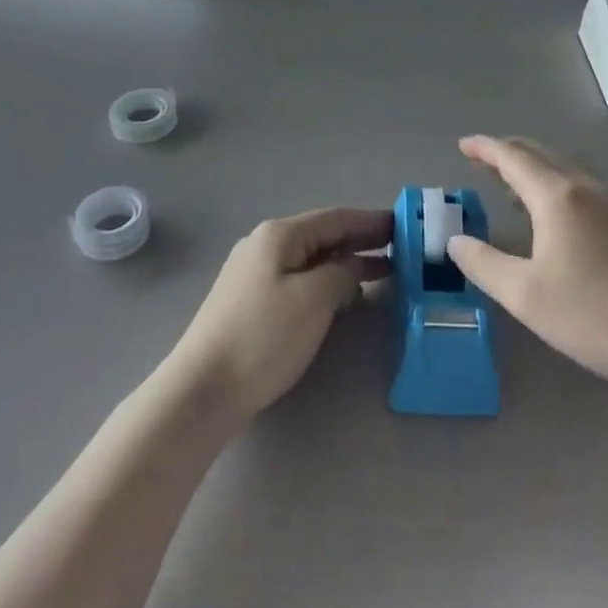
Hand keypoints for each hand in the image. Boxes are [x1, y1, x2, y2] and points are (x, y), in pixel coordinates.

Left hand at [165, 207, 391, 427]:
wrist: (203, 389)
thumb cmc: (263, 338)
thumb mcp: (313, 300)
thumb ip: (341, 273)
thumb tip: (351, 266)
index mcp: (279, 235)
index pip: (335, 218)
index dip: (371, 221)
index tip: (404, 226)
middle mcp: (265, 244)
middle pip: (322, 235)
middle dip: (361, 240)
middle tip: (401, 250)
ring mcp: (254, 272)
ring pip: (311, 258)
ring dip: (345, 262)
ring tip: (383, 273)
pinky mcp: (250, 300)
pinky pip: (298, 278)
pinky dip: (326, 281)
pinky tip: (343, 296)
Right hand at [447, 136, 607, 401]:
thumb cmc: (592, 315)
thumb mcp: (524, 295)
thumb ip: (484, 263)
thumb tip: (455, 241)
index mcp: (557, 197)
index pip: (513, 158)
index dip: (485, 148)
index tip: (463, 145)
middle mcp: (587, 190)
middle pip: (542, 155)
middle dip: (509, 152)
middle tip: (482, 158)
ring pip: (567, 170)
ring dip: (535, 169)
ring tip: (512, 185)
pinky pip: (584, 189)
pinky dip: (557, 186)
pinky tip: (556, 218)